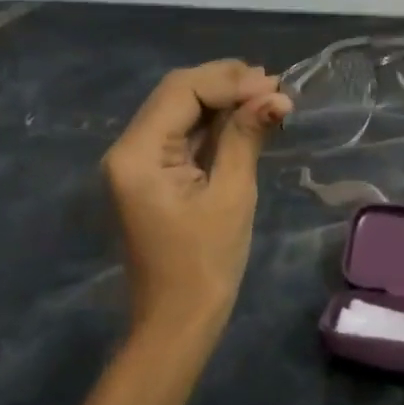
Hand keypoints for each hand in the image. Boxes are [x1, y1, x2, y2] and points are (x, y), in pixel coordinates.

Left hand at [101, 61, 291, 334]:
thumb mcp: (232, 194)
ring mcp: (136, 162)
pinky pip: (182, 133)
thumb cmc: (205, 263)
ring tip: (268, 95)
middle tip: (274, 86)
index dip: (230, 81)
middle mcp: (128, 149)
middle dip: (226, 83)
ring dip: (223, 99)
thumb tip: (275, 95)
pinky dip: (215, 121)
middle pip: (177, 93)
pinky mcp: (151, 174)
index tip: (275, 85)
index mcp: (138, 155)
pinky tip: (247, 116)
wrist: (177, 323)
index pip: (182, 91)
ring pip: (180, 109)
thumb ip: (246, 136)